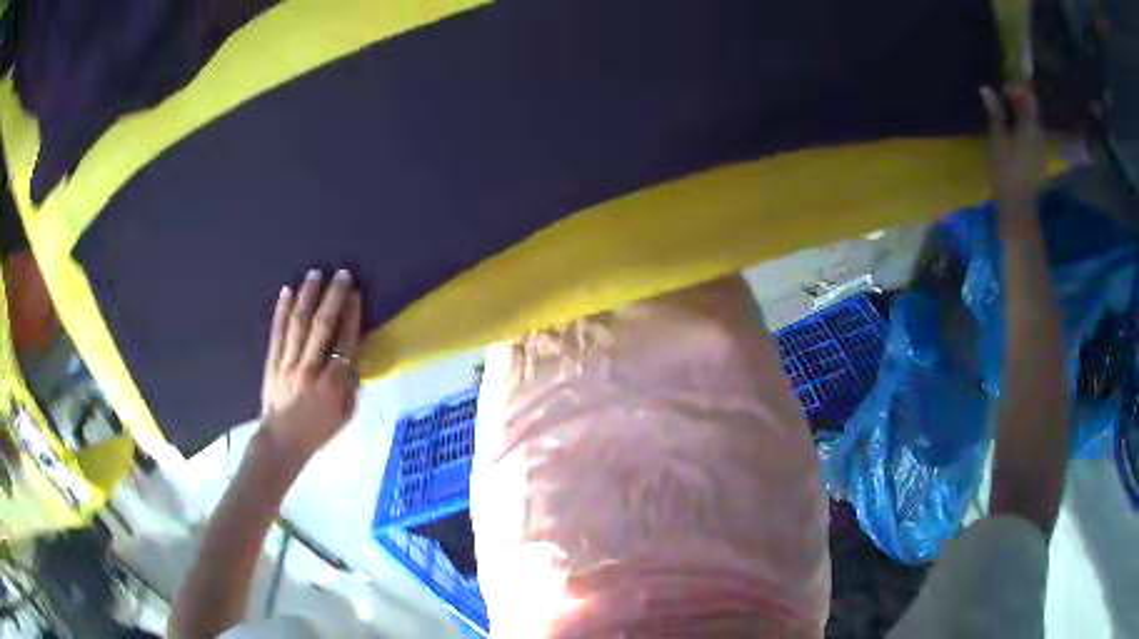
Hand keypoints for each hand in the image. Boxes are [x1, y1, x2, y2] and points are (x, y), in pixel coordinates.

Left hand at [261, 269, 361, 457]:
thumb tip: (353, 360)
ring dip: (308, 296)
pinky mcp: (272, 362)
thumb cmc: (317, 432)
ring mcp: (288, 364)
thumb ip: (351, 387)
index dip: (351, 316)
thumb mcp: (345, 416)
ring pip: (298, 323)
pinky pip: (277, 332)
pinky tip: (287, 292)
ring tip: (315, 273)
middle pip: (322, 326)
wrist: (282, 442)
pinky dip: (281, 311)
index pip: (345, 342)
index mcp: (332, 384)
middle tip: (341, 274)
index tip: (355, 294)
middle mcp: (310, 369)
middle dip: (333, 297)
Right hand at [980, 85, 1047, 211]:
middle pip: (1031, 108)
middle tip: (1000, 99)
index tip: (1002, 90)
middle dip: (1018, 100)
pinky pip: (1033, 133)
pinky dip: (1023, 127)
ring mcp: (1042, 147)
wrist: (1019, 206)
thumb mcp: (998, 139)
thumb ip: (995, 113)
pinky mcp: (1039, 157)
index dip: (1016, 89)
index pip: (1028, 97)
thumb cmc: (1006, 171)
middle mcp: (1040, 133)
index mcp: (1031, 126)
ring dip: (1020, 114)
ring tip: (1005, 114)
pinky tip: (1013, 131)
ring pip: (1032, 121)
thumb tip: (986, 89)